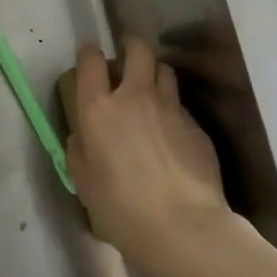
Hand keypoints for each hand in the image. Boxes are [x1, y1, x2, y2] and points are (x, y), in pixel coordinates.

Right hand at [67, 38, 232, 276]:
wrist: (184, 229)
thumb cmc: (122, 211)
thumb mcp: (85, 185)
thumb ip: (79, 153)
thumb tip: (83, 138)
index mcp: (98, 109)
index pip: (91, 60)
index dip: (89, 55)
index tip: (90, 61)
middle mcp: (134, 97)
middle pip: (137, 49)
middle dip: (131, 48)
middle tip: (127, 62)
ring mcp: (170, 108)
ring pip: (165, 70)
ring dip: (155, 74)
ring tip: (152, 92)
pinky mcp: (197, 126)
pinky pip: (182, 106)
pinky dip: (174, 111)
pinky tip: (173, 135)